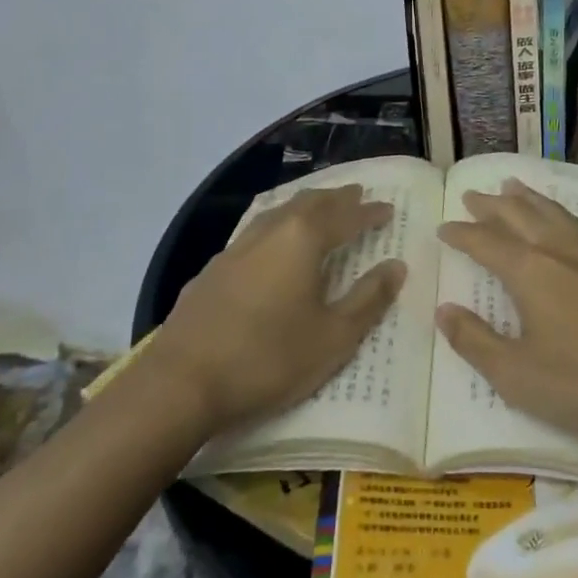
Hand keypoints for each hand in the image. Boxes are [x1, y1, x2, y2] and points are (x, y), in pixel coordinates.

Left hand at [149, 185, 405, 436]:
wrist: (181, 382)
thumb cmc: (268, 358)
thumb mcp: (333, 337)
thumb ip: (368, 299)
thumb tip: (396, 266)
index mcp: (303, 240)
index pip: (346, 216)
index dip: (369, 212)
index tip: (388, 209)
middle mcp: (270, 231)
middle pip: (309, 203)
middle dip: (336, 198)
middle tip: (356, 195)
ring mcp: (236, 248)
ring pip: (279, 212)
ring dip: (305, 207)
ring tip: (319, 209)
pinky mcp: (213, 269)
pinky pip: (256, 231)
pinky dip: (278, 226)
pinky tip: (273, 244)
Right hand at [435, 180, 577, 464]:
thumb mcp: (519, 376)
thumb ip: (476, 341)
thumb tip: (444, 310)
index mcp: (530, 270)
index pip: (485, 241)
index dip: (462, 233)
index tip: (444, 228)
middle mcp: (560, 248)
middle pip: (518, 214)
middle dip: (491, 205)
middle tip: (472, 194)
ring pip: (553, 211)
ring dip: (527, 198)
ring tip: (512, 186)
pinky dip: (562, 213)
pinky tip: (567, 222)